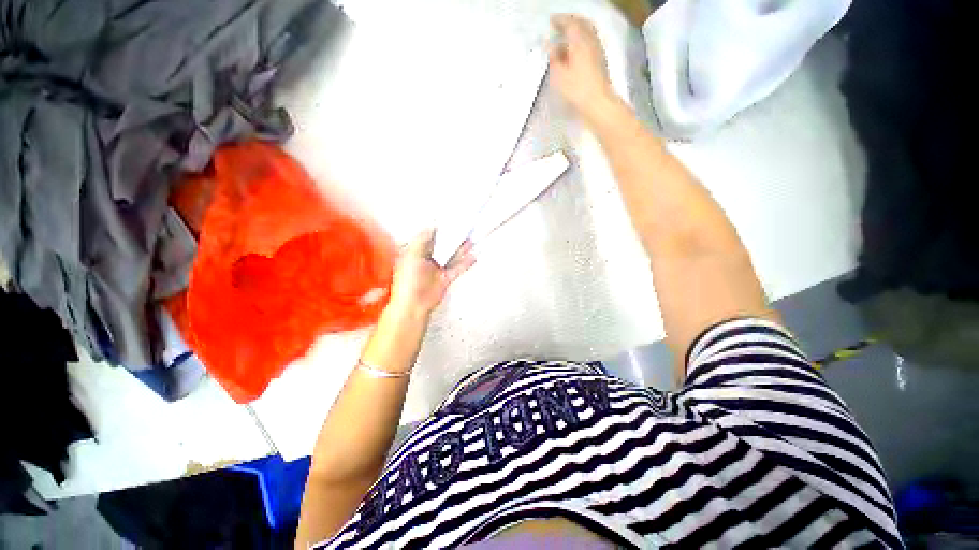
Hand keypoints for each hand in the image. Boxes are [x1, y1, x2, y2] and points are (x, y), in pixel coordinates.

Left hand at [388, 229, 474, 317]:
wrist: (413, 304)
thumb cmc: (408, 280)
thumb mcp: (412, 255)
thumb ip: (422, 240)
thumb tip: (431, 226)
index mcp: (415, 252)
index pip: (428, 237)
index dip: (438, 229)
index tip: (449, 221)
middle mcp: (426, 259)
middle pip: (442, 246)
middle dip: (452, 238)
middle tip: (463, 228)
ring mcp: (437, 269)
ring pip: (451, 256)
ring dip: (460, 249)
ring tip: (471, 240)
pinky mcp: (445, 279)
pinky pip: (456, 269)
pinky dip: (465, 263)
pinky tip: (473, 257)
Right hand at [548, 15, 618, 124]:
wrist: (598, 102)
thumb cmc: (577, 89)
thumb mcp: (559, 75)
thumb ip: (554, 58)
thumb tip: (551, 47)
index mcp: (579, 41)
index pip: (569, 23)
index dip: (559, 20)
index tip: (551, 21)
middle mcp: (590, 40)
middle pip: (582, 23)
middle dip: (570, 21)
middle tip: (559, 25)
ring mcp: (597, 49)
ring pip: (587, 32)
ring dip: (577, 30)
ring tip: (566, 37)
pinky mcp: (600, 60)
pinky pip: (590, 41)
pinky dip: (581, 39)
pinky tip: (575, 49)